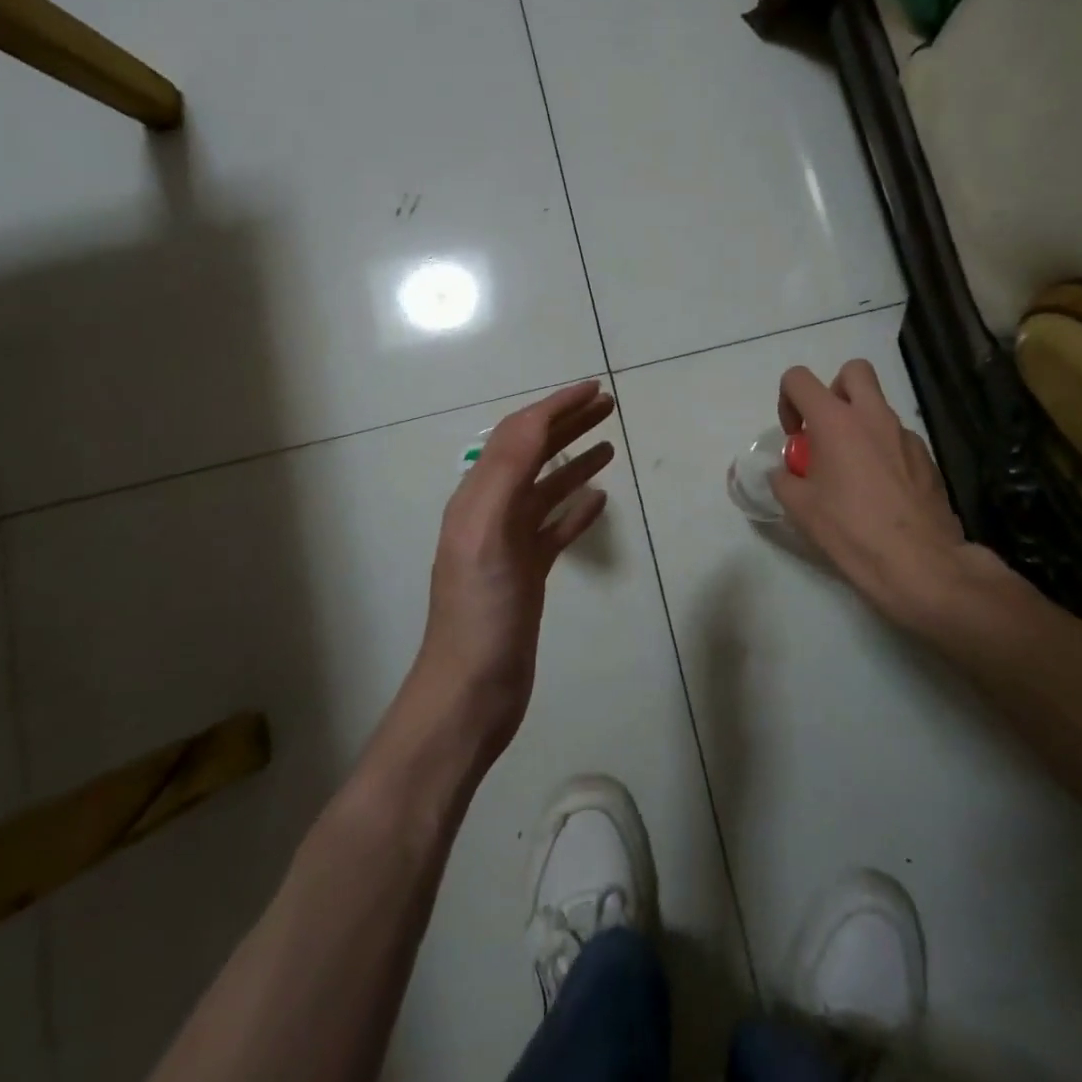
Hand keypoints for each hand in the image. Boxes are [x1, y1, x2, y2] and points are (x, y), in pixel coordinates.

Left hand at [417, 380, 614, 754]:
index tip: (593, 389)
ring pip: (546, 488)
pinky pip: (555, 527)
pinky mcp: (527, 572)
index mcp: (478, 497)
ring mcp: (510, 544)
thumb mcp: (487, 533)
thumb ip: (506, 474)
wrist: (472, 691)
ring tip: (609, 443)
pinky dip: (577, 508)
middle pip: (533, 454)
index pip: (518, 435)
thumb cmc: (481, 613)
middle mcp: (491, 512)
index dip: (554, 407)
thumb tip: (534, 420)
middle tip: (608, 406)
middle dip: (568, 424)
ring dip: (575, 460)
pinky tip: (600, 500)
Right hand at [772, 360, 1019, 631]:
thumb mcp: (799, 508)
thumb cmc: (850, 530)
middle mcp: (873, 417)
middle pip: (853, 371)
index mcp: (836, 421)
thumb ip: (784, 479)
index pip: (799, 379)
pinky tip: (880, 492)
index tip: (794, 436)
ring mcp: (906, 436)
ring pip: (879, 407)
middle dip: (834, 391)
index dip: (787, 400)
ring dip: (860, 424)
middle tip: (826, 430)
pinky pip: (898, 439)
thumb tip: (785, 473)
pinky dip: (884, 451)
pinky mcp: (928, 459)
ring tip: (852, 471)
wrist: (919, 563)